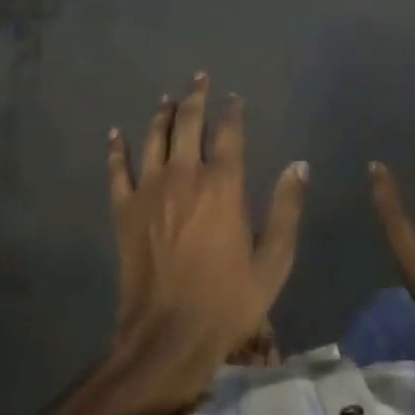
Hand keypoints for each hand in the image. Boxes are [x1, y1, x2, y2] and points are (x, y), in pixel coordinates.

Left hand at [54, 74, 307, 414]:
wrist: (168, 336)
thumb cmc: (229, 301)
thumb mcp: (274, 261)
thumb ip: (287, 209)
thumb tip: (299, 165)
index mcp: (223, 186)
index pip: (229, 134)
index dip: (233, 112)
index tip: (235, 97)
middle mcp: (184, 177)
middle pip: (188, 124)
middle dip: (196, 97)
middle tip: (200, 78)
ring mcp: (150, 192)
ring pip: (154, 139)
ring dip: (162, 114)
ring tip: (167, 97)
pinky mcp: (124, 212)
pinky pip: (117, 171)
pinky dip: (116, 150)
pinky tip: (115, 133)